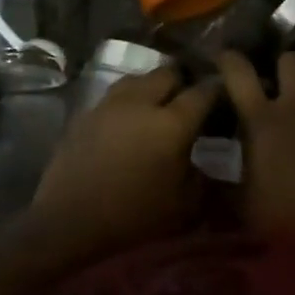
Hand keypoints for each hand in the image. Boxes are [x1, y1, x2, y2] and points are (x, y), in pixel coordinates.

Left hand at [27, 67, 219, 264]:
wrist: (70, 221)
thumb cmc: (134, 217)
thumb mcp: (184, 207)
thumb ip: (205, 180)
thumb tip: (211, 164)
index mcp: (172, 122)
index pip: (203, 92)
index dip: (217, 90)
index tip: (225, 96)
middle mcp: (142, 101)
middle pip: (169, 73)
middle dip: (183, 81)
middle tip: (190, 100)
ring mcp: (110, 103)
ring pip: (139, 78)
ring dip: (153, 87)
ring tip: (158, 105)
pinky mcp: (87, 112)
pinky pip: (116, 95)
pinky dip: (129, 100)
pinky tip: (129, 119)